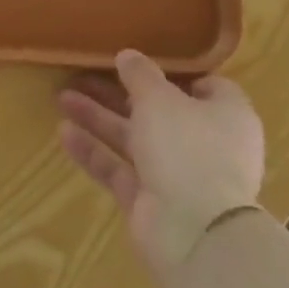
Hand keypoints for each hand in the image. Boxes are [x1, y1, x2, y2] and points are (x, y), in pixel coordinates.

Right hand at [58, 50, 264, 279]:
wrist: (195, 232)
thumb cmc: (187, 147)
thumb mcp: (159, 97)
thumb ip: (140, 74)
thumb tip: (128, 55)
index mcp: (226, 116)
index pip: (207, 88)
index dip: (174, 74)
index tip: (140, 63)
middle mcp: (206, 145)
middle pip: (159, 112)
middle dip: (119, 94)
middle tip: (83, 75)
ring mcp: (179, 177)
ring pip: (135, 140)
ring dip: (100, 119)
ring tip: (62, 98)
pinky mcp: (152, 202)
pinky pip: (120, 170)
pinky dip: (94, 152)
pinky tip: (63, 133)